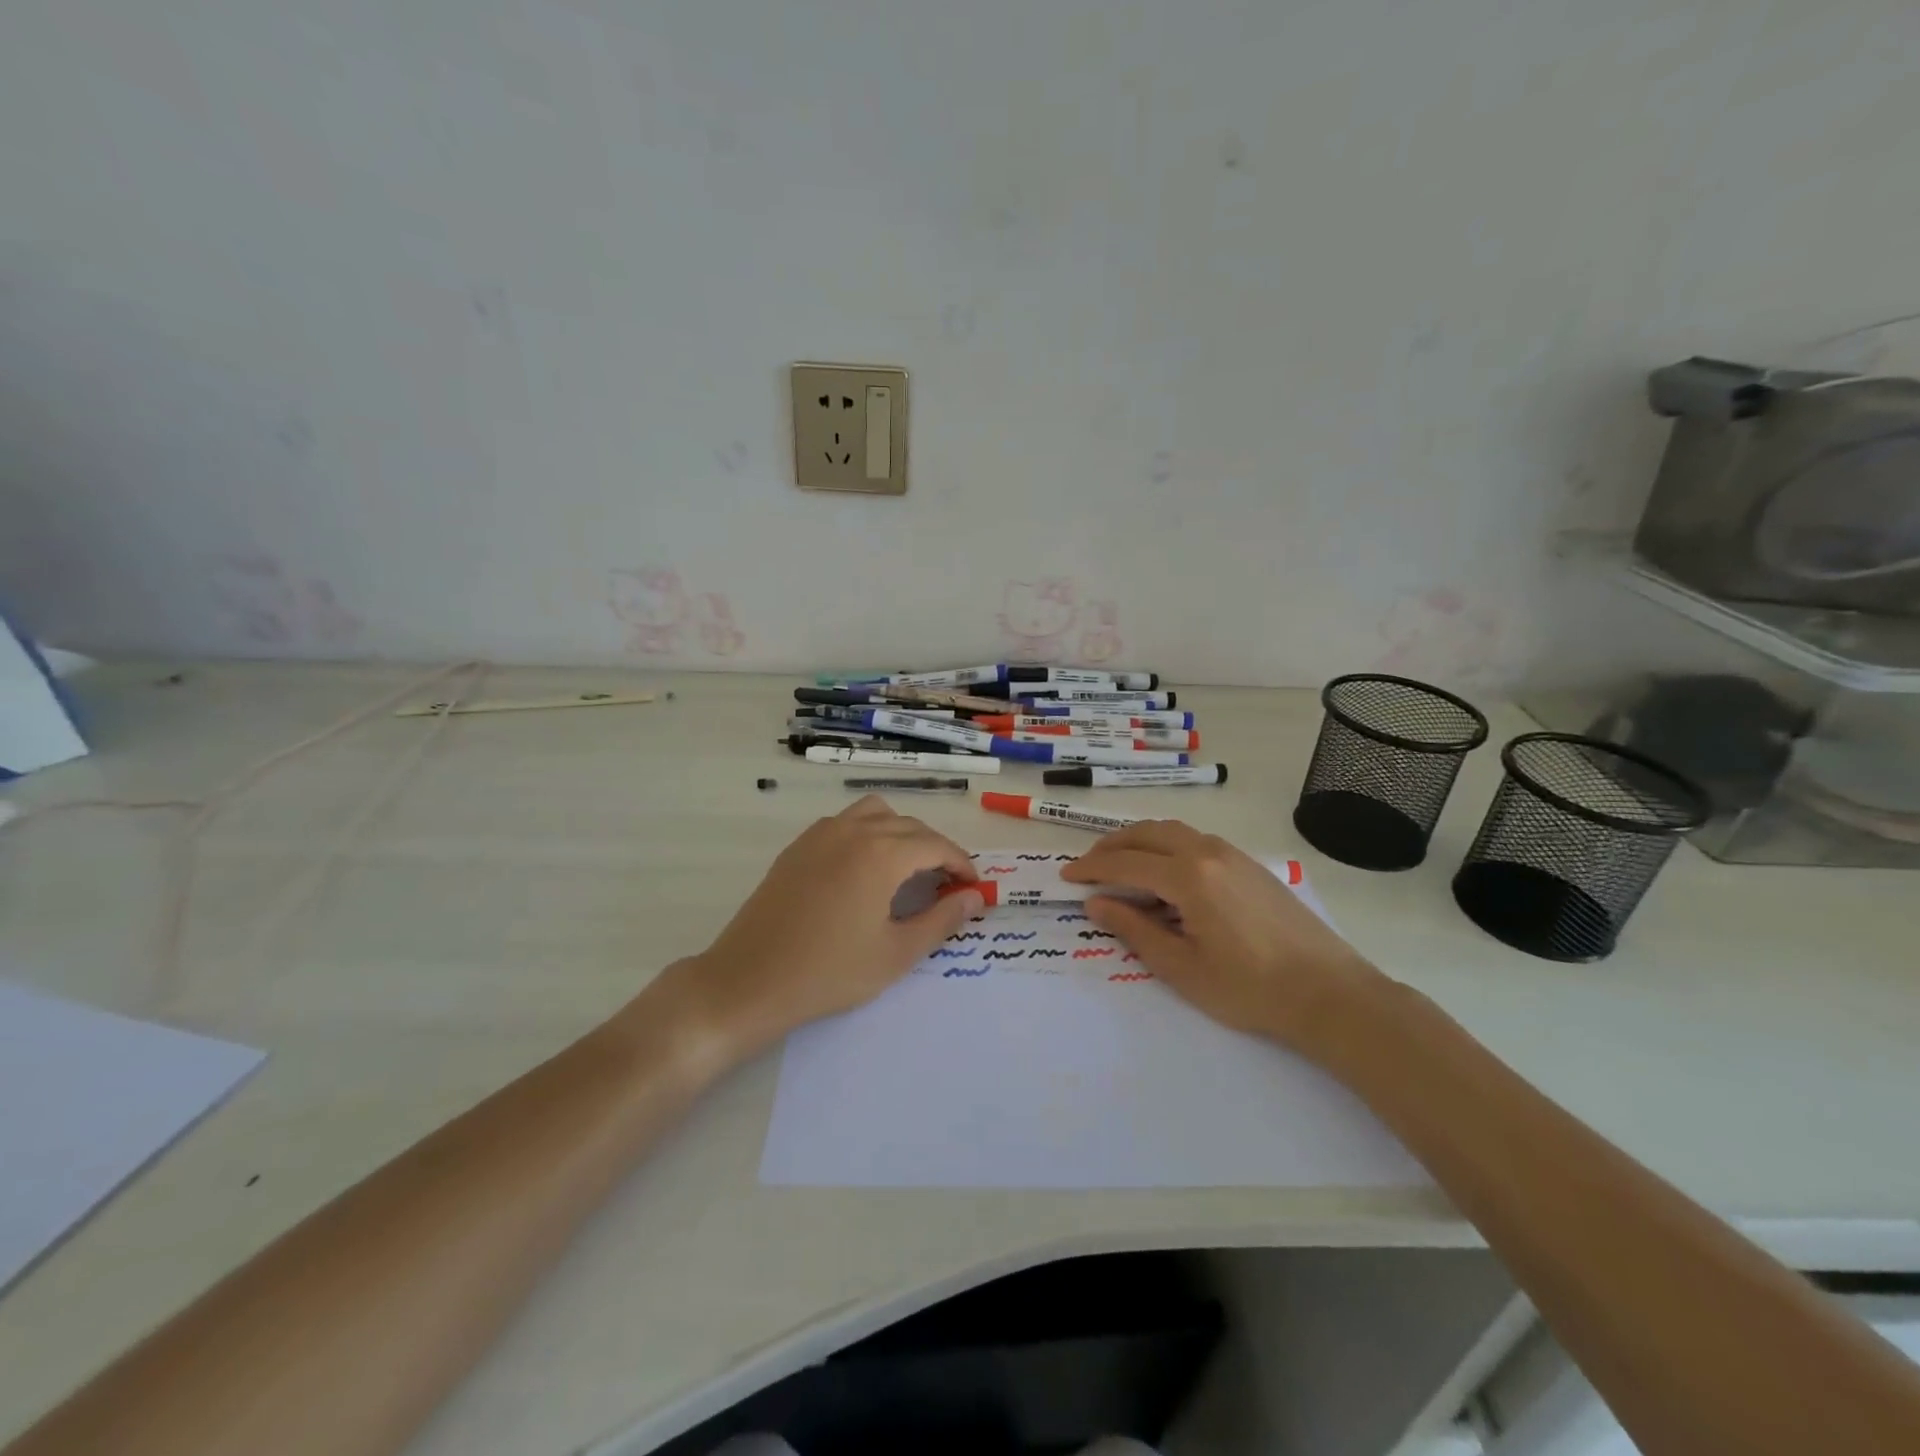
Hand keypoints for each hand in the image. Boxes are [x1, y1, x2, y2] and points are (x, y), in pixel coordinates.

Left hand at [658, 796, 981, 1062]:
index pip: (935, 845)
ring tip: (906, 869)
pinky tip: (864, 870)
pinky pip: (844, 823)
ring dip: (900, 832)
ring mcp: (820, 835)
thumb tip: (974, 898)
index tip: (972, 887)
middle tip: (946, 885)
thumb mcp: (896, 953)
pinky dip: (867, 833)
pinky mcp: (797, 847)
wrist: (749, 980)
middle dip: (935, 849)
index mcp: (881, 853)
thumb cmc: (829, 972)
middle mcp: (853, 831)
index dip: (960, 863)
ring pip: (874, 813)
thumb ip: (941, 920)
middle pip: (908, 825)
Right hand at [1061, 820, 1389, 1060]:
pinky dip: (1166, 846)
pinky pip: (1195, 840)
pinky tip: (1164, 873)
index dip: (1091, 868)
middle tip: (1088, 866)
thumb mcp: (1181, 967)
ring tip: (1120, 864)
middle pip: (1147, 833)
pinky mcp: (1250, 865)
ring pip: (1172, 831)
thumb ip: (1135, 929)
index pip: (1125, 862)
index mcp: (1188, 876)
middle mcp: (1208, 852)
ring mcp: (1233, 854)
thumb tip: (1097, 903)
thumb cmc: (1249, 988)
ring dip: (1139, 840)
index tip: (1066, 876)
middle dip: (1111, 845)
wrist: (1330, 994)